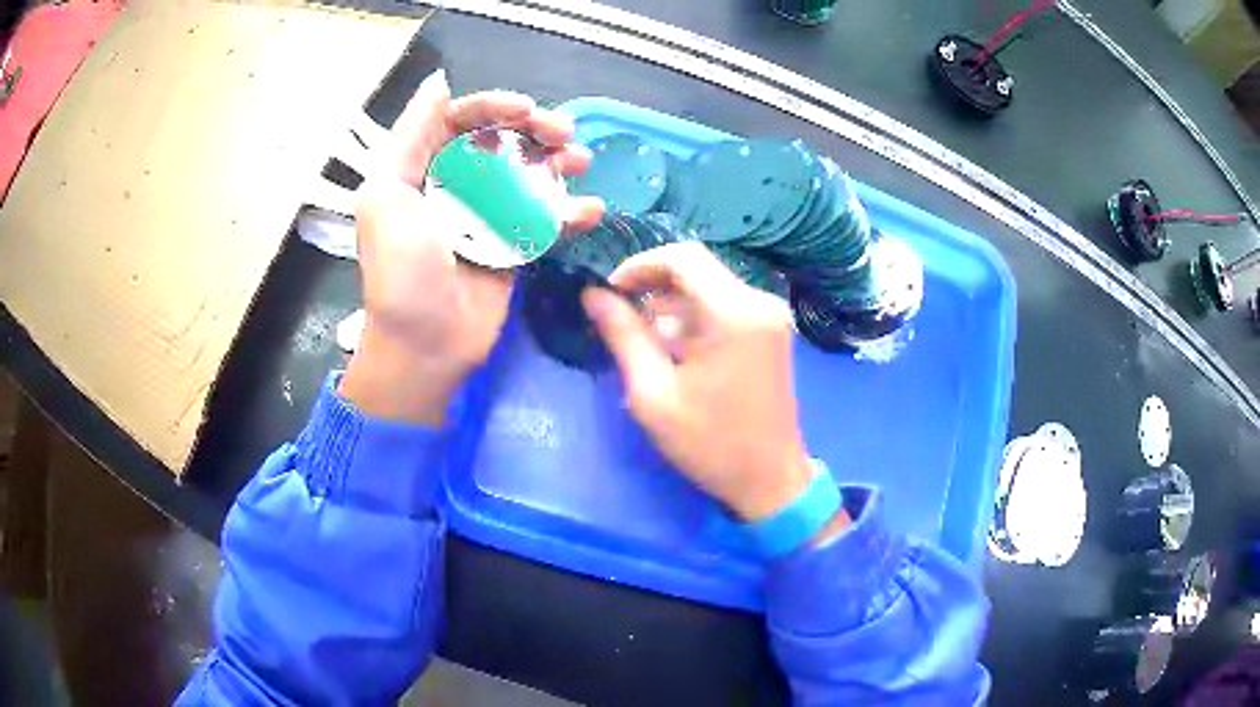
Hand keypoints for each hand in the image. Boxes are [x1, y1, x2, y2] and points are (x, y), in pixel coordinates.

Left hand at [341, 71, 603, 424]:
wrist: (425, 346)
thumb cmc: (400, 273)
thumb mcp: (386, 197)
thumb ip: (410, 137)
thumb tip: (438, 83)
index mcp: (420, 170)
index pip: (461, 121)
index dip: (494, 108)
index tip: (526, 111)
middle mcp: (455, 186)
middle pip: (502, 142)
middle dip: (535, 131)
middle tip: (566, 135)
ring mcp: (487, 216)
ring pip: (529, 175)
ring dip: (559, 164)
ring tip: (581, 162)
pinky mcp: (513, 246)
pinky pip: (544, 219)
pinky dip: (568, 212)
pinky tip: (588, 211)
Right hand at [583, 243, 831, 524]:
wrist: (770, 480)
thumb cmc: (710, 443)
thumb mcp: (654, 393)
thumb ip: (623, 335)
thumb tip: (593, 295)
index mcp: (734, 312)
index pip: (682, 256)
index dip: (639, 265)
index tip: (610, 292)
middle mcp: (758, 302)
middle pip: (696, 269)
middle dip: (652, 286)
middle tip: (619, 317)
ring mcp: (770, 316)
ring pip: (709, 287)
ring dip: (671, 305)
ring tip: (642, 341)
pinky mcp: (771, 331)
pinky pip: (725, 306)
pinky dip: (694, 318)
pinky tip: (675, 351)